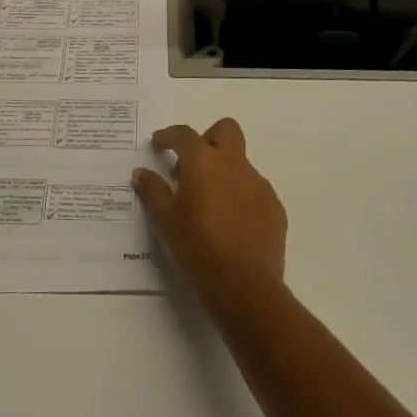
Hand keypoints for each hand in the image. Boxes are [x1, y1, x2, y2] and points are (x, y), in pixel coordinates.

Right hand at [134, 118, 286, 311]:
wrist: (244, 285)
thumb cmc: (198, 248)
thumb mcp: (165, 221)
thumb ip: (153, 191)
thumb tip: (142, 173)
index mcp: (204, 162)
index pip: (184, 134)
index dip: (169, 136)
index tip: (159, 145)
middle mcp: (234, 164)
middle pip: (226, 130)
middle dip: (208, 138)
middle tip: (192, 165)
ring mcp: (259, 184)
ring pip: (241, 163)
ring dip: (225, 172)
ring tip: (211, 204)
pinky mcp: (275, 206)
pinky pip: (255, 190)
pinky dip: (241, 196)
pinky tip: (232, 223)